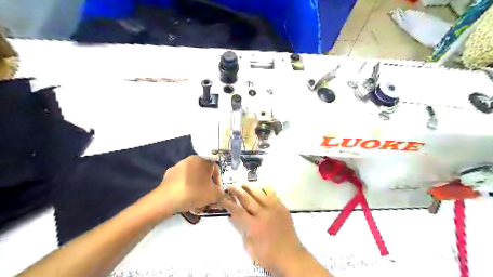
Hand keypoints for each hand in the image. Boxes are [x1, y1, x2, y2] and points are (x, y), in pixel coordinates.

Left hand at [146, 156, 223, 215]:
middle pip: (204, 172)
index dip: (219, 182)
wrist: (167, 199)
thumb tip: (220, 193)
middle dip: (207, 185)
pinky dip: (186, 187)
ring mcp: (179, 166)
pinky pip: (182, 180)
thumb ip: (221, 193)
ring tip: (197, 199)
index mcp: (203, 160)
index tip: (218, 193)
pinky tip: (185, 197)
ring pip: (193, 176)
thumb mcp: (214, 195)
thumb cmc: (194, 192)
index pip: (216, 169)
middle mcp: (191, 159)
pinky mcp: (169, 174)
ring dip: (197, 186)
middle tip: (208, 196)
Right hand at [222, 184, 306, 274]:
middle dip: (237, 191)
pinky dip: (263, 189)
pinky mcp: (282, 207)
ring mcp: (274, 208)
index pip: (237, 210)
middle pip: (247, 198)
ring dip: (249, 187)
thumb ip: (242, 230)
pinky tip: (259, 187)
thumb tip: (235, 216)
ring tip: (243, 184)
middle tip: (231, 186)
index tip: (222, 197)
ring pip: (259, 193)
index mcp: (254, 226)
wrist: (291, 256)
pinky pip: (271, 194)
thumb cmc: (268, 255)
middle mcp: (263, 214)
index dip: (228, 203)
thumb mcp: (250, 247)